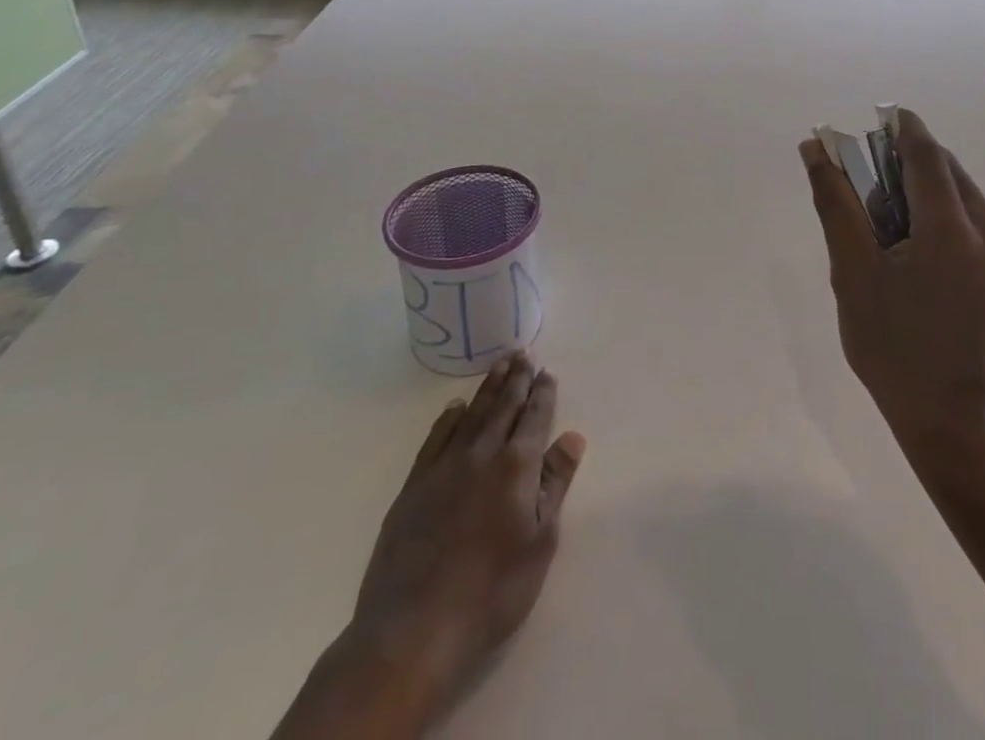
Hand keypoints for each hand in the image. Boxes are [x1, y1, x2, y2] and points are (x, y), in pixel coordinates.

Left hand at [278, 354, 584, 738]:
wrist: (413, 630)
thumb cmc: (491, 591)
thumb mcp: (539, 543)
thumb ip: (555, 485)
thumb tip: (572, 437)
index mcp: (516, 466)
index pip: (534, 418)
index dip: (543, 394)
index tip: (547, 373)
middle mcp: (481, 454)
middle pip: (503, 406)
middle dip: (516, 379)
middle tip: (523, 354)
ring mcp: (444, 467)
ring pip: (472, 414)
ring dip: (488, 388)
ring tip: (499, 365)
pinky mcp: (414, 486)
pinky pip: (436, 438)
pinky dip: (449, 418)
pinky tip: (456, 408)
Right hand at [799, 110, 984, 450]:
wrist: (954, 421)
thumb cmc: (894, 349)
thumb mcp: (852, 273)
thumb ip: (835, 204)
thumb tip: (816, 150)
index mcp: (954, 228)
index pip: (926, 153)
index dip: (898, 128)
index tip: (869, 121)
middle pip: (944, 169)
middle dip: (903, 160)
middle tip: (862, 176)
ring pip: (958, 191)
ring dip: (919, 186)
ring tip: (879, 212)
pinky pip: (967, 217)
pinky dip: (936, 211)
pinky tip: (907, 240)